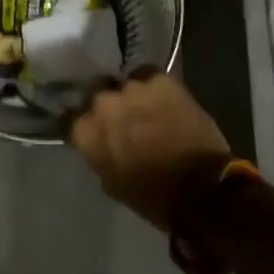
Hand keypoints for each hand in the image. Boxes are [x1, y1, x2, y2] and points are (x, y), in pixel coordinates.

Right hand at [69, 70, 229, 230]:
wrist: (202, 190)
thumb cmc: (154, 198)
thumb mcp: (114, 183)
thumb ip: (99, 155)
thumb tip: (100, 144)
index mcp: (86, 133)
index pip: (71, 118)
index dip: (84, 123)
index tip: (93, 129)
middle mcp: (102, 104)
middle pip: (98, 97)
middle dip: (108, 108)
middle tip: (123, 120)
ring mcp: (131, 88)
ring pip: (124, 85)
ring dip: (132, 97)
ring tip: (146, 108)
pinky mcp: (159, 79)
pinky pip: (148, 75)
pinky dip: (153, 86)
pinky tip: (163, 96)